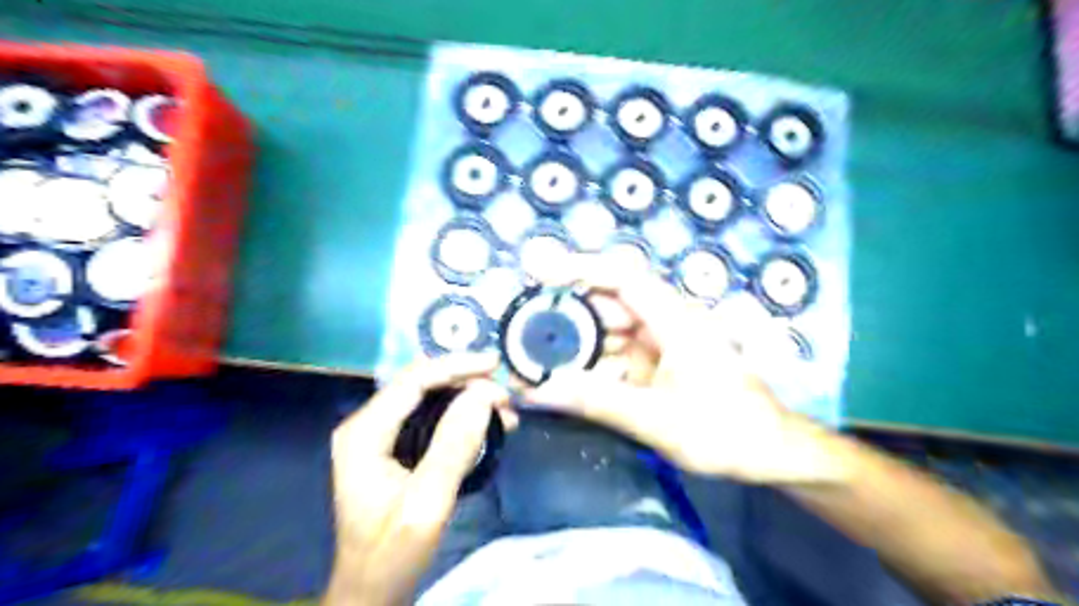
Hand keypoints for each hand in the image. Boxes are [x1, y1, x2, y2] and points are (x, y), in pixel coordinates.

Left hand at [325, 352, 510, 603]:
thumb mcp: (426, 504)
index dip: (456, 366)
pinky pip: (431, 417)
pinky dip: (462, 416)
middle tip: (506, 399)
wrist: (372, 590)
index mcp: (363, 433)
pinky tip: (487, 426)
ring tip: (504, 413)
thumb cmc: (393, 553)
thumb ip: (453, 447)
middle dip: (467, 384)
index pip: (413, 380)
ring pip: (429, 398)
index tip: (495, 364)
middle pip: (422, 385)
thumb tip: (482, 395)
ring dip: (468, 399)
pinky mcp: (393, 446)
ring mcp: (379, 435)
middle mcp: (367, 424)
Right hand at [528, 254, 846, 484]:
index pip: (621, 277)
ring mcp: (662, 343)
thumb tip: (538, 390)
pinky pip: (617, 357)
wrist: (770, 454)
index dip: (578, 268)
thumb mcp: (656, 418)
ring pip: (609, 333)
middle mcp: (666, 322)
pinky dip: (593, 367)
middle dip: (567, 317)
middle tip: (524, 332)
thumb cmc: (725, 430)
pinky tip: (568, 383)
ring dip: (576, 347)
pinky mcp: (658, 365)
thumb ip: (596, 401)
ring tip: (537, 362)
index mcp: (674, 319)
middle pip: (608, 305)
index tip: (538, 273)